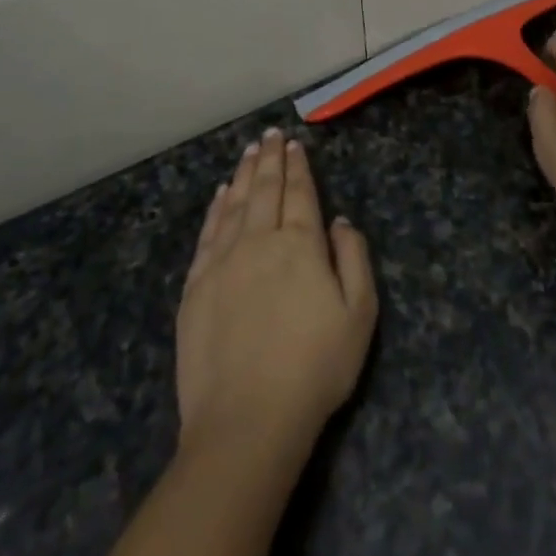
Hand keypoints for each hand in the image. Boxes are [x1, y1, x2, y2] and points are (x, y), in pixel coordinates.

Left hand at [177, 130, 376, 456]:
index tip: (294, 144)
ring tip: (249, 152)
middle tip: (270, 135)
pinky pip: (208, 234)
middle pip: (265, 190)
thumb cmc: (315, 369)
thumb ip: (353, 260)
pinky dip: (216, 208)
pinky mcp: (195, 287)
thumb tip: (340, 221)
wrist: (247, 421)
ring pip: (234, 205)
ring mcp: (222, 262)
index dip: (298, 167)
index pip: (300, 194)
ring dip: (242, 175)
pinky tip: (221, 195)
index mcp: (301, 246)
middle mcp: (259, 242)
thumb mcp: (359, 315)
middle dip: (269, 159)